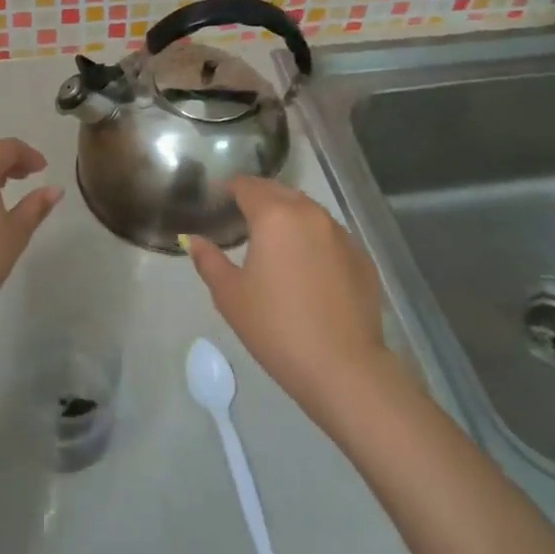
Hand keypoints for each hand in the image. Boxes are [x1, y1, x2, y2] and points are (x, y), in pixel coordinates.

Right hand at [191, 176, 392, 420]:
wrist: (343, 368)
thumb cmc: (277, 328)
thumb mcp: (230, 296)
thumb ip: (209, 260)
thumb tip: (193, 239)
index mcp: (275, 216)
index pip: (248, 186)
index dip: (230, 188)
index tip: (218, 200)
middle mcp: (310, 214)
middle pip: (279, 192)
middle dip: (259, 198)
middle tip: (241, 218)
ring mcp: (341, 234)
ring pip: (308, 211)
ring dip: (288, 216)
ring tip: (274, 241)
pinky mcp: (361, 256)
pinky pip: (330, 235)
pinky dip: (313, 239)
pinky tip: (307, 266)